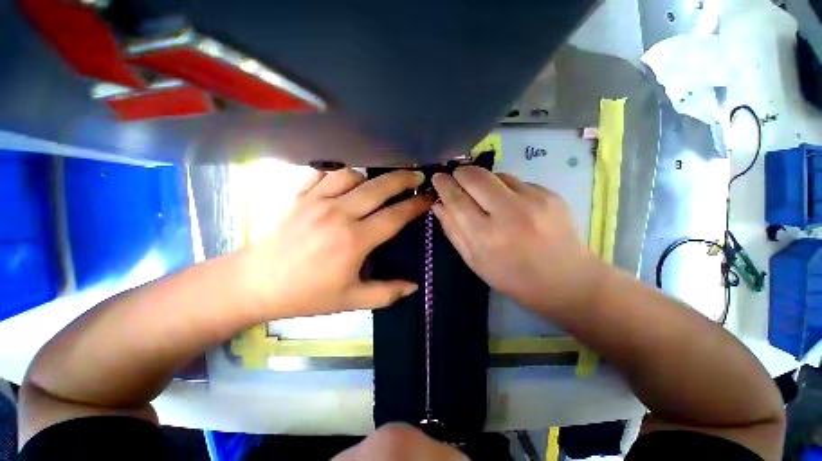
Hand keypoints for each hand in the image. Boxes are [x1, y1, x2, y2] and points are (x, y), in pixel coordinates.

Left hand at [245, 168, 431, 318]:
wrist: (255, 283)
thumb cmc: (305, 294)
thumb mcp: (350, 300)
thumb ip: (386, 293)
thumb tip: (414, 287)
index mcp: (354, 240)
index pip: (395, 216)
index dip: (416, 206)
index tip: (429, 199)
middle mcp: (339, 213)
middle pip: (379, 187)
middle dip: (403, 179)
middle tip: (417, 177)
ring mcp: (316, 200)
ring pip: (353, 175)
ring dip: (370, 178)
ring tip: (377, 187)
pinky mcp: (298, 195)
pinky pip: (323, 173)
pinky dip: (338, 174)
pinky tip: (343, 183)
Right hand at [432, 166, 605, 314]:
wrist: (566, 280)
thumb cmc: (512, 277)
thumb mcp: (474, 261)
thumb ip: (453, 231)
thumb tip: (439, 204)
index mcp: (487, 237)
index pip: (457, 200)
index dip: (444, 185)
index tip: (437, 177)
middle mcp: (510, 213)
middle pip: (476, 177)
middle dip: (460, 173)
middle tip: (456, 178)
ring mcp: (534, 200)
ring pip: (496, 175)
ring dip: (483, 181)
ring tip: (485, 196)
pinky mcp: (551, 194)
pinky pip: (516, 181)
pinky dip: (505, 188)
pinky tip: (510, 204)